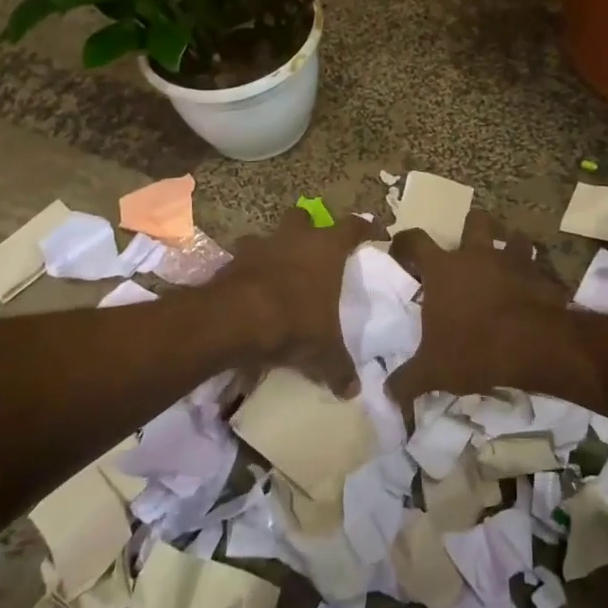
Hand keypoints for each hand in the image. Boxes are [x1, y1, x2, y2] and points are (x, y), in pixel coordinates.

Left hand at [214, 208, 382, 393]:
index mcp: (326, 249)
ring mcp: (260, 245)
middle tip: (315, 250)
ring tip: (279, 273)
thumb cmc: (292, 323)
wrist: (232, 320)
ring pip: (270, 236)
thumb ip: (339, 368)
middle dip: (309, 228)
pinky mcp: (231, 260)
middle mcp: (295, 238)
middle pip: (304, 217)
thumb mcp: (323, 352)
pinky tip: (252, 291)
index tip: (375, 232)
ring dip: (275, 250)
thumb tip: (353, 390)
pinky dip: (249, 271)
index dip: (366, 227)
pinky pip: (244, 260)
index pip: (354, 226)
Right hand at [387, 209, 605, 409]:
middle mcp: (476, 255)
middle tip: (469, 248)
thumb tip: (387, 394)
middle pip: (474, 222)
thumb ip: (407, 380)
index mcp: (442, 269)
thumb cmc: (474, 349)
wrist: (533, 345)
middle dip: (472, 228)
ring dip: (511, 244)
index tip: (401, 250)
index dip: (405, 242)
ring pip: (514, 236)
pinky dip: (537, 272)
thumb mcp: (433, 371)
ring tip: (508, 261)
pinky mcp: (541, 274)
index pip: (414, 240)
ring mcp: (511, 260)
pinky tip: (534, 287)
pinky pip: (539, 265)